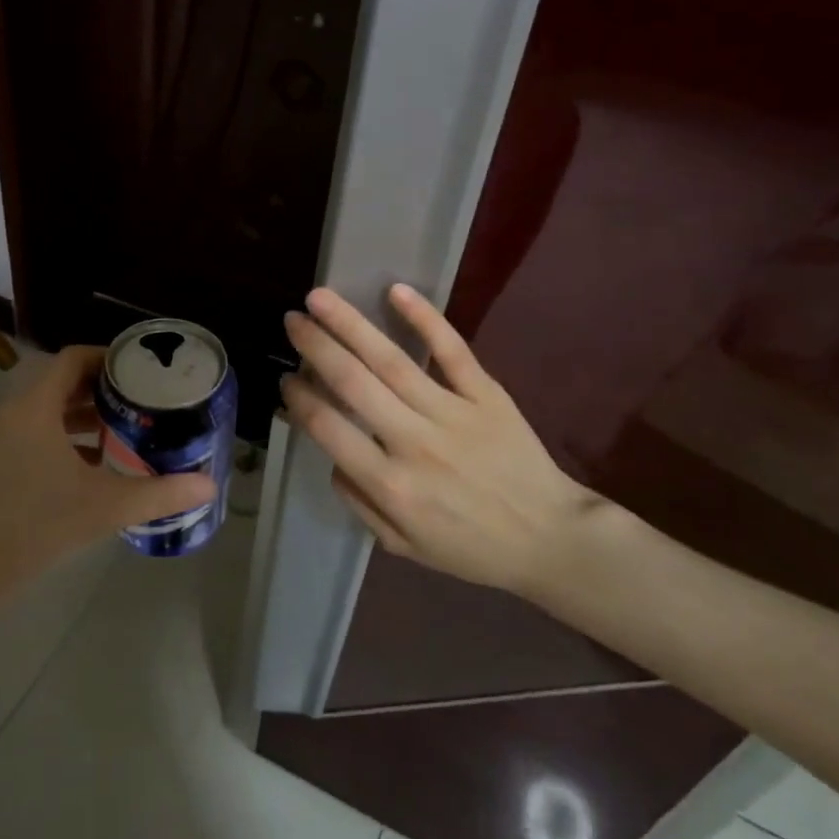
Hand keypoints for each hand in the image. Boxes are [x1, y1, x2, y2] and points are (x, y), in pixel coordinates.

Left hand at [0, 345, 217, 608]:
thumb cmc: (32, 529)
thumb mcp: (103, 508)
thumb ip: (159, 494)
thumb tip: (209, 487)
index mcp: (34, 408)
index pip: (71, 359)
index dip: (107, 357)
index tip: (141, 370)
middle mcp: (10, 414)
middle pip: (59, 383)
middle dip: (100, 389)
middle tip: (140, 401)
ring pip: (44, 412)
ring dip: (81, 417)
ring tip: (121, 432)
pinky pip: (29, 436)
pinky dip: (60, 440)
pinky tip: (87, 469)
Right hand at [281, 284, 607, 598]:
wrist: (551, 539)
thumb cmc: (471, 547)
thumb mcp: (403, 545)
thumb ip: (359, 502)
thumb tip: (332, 458)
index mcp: (390, 484)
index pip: (328, 428)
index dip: (299, 398)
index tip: (287, 378)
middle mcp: (414, 442)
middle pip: (352, 382)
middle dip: (315, 346)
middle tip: (291, 320)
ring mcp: (453, 413)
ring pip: (391, 360)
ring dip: (350, 324)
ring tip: (319, 298)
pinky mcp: (487, 395)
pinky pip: (452, 351)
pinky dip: (425, 318)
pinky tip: (395, 291)